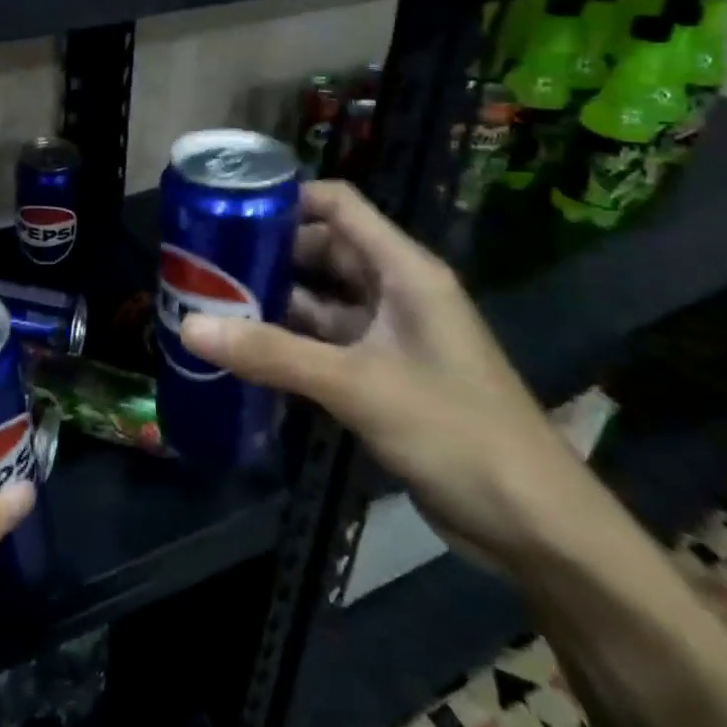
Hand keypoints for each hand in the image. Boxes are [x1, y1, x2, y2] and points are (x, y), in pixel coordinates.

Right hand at [179, 180, 602, 577]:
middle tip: (202, 261)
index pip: (339, 205)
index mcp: (404, 271)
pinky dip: (286, 342)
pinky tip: (242, 350)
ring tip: (208, 300)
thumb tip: (189, 327)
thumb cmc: (457, 433)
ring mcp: (389, 335)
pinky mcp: (382, 375)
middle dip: (267, 253)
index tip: (227, 208)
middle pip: (322, 250)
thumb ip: (272, 354)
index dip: (286, 198)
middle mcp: (396, 291)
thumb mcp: (357, 385)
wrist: (537, 529)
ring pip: (319, 299)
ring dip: (272, 300)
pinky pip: (323, 343)